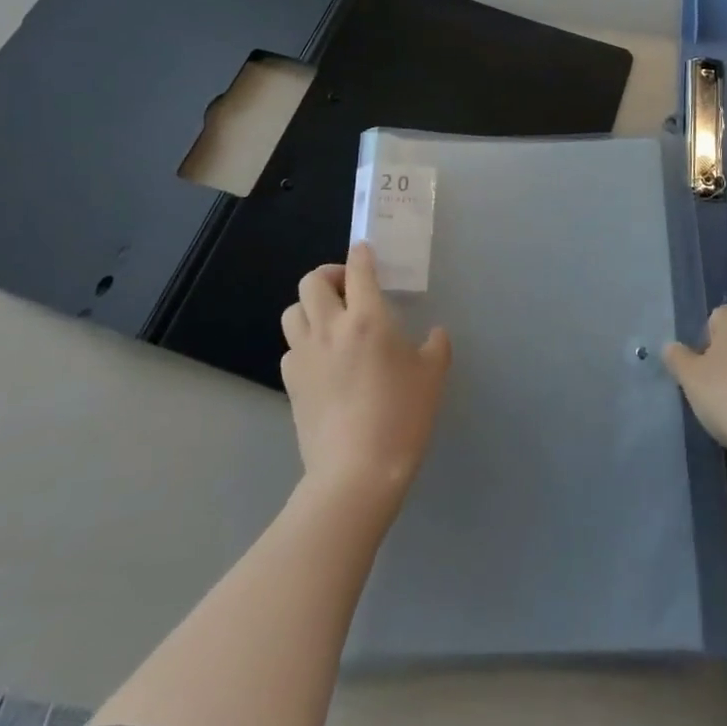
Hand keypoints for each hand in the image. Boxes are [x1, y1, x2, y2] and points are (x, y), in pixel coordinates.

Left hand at [280, 244, 451, 507]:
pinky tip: (323, 360)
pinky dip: (304, 342)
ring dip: (310, 306)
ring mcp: (305, 356)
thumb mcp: (433, 376)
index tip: (366, 251)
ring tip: (331, 320)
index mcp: (367, 318)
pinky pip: (291, 347)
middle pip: (312, 281)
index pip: (358, 269)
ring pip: (293, 310)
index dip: (362, 253)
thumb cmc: (402, 417)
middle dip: (330, 275)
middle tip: (349, 289)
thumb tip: (433, 334)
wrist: (357, 474)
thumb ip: (436, 345)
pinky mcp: (291, 383)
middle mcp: (330, 328)